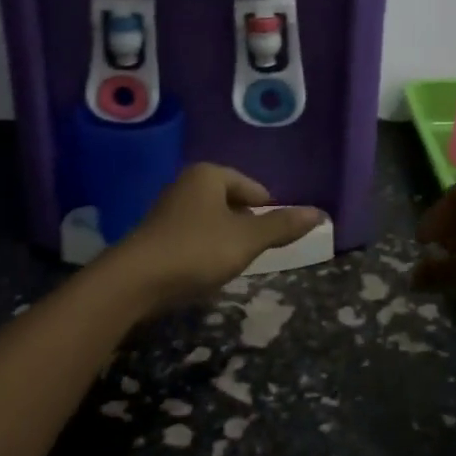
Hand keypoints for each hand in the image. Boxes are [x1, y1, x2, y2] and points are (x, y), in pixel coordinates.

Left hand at [106, 164, 324, 315]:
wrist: (135, 280)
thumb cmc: (197, 250)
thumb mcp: (246, 239)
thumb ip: (281, 226)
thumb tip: (319, 213)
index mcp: (209, 175)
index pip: (252, 187)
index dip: (268, 211)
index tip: (276, 236)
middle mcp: (187, 183)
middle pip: (231, 201)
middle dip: (246, 225)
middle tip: (256, 251)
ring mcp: (168, 208)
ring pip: (211, 220)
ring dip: (226, 239)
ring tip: (234, 262)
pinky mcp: (156, 234)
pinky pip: (193, 235)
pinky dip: (205, 249)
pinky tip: (206, 270)